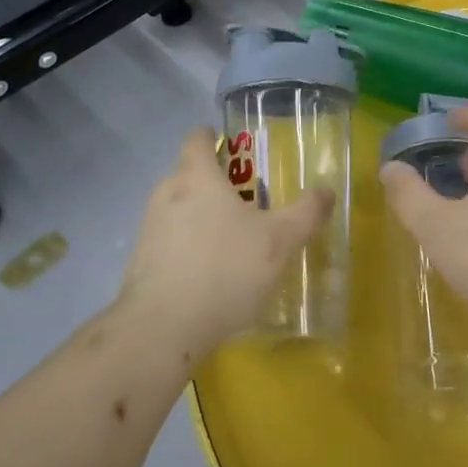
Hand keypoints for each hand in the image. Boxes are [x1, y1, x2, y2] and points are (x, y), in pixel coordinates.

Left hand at [117, 127, 332, 357]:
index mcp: (197, 177)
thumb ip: (306, 212)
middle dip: (217, 183)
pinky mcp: (141, 262)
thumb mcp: (280, 241)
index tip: (234, 148)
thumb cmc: (225, 270)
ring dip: (203, 217)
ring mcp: (148, 229)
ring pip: (179, 209)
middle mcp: (166, 194)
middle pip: (189, 174)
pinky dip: (189, 248)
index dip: (214, 137)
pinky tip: (211, 275)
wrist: (162, 328)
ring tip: (234, 241)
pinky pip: (170, 242)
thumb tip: (326, 190)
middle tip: (249, 201)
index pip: (197, 138)